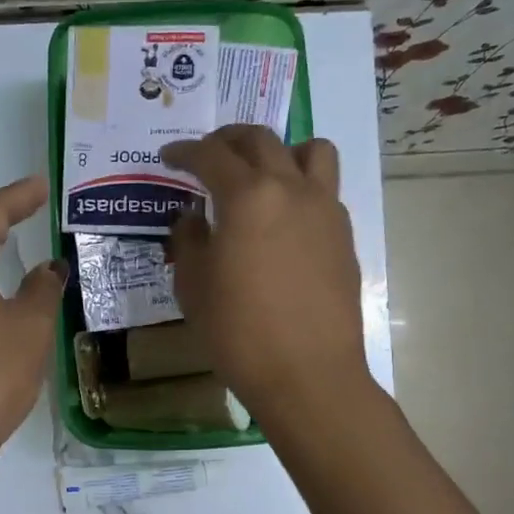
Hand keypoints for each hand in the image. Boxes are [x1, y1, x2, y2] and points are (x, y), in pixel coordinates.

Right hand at [162, 126, 371, 426]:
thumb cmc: (238, 333)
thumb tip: (194, 217)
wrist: (307, 374)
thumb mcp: (193, 287)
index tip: (169, 157)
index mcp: (247, 197)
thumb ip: (189, 240)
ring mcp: (325, 209)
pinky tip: (283, 218)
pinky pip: (324, 188)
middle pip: (260, 140)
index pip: (211, 155)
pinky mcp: (344, 234)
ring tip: (261, 173)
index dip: (184, 152)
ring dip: (280, 150)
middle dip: (228, 140)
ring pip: (310, 151)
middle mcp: (290, 189)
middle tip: (208, 155)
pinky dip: (301, 186)